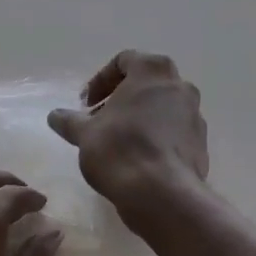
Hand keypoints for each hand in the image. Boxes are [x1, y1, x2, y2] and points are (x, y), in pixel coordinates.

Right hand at [48, 51, 208, 230]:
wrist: (162, 193)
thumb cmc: (120, 150)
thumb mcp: (84, 134)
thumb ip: (69, 121)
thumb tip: (55, 116)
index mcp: (153, 71)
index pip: (124, 61)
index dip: (100, 81)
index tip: (86, 105)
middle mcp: (180, 86)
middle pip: (146, 83)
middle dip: (121, 99)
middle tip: (101, 120)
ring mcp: (195, 115)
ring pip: (162, 108)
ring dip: (140, 118)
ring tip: (119, 142)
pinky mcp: (201, 143)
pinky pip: (174, 132)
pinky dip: (156, 137)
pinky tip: (138, 160)